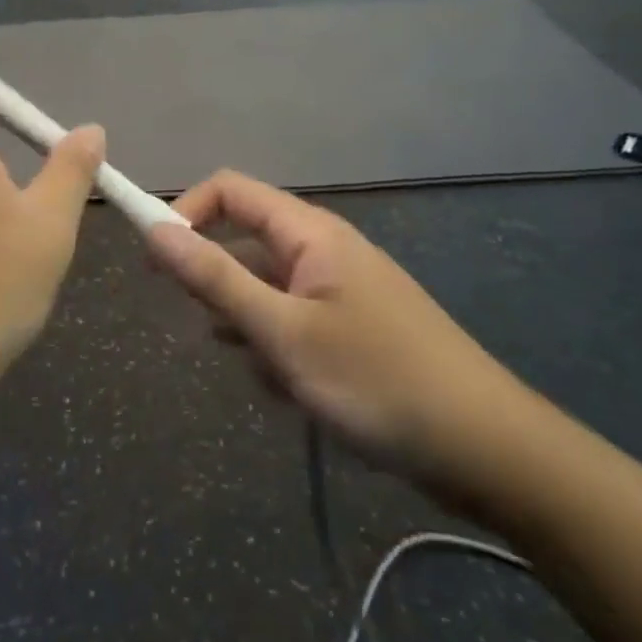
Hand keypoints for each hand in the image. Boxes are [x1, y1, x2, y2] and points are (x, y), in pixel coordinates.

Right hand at [149, 173, 545, 515]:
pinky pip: (294, 320)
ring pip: (267, 288)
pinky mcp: (353, 328)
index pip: (230, 191)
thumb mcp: (283, 333)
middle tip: (215, 332)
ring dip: (248, 324)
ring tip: (264, 372)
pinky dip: (278, 346)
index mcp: (310, 233)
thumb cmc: (377, 380)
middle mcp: (324, 250)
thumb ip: (215, 280)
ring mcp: (341, 290)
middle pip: (246, 241)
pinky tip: (287, 390)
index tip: (156, 262)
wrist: (487, 450)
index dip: (186, 214)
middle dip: (218, 283)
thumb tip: (154, 230)